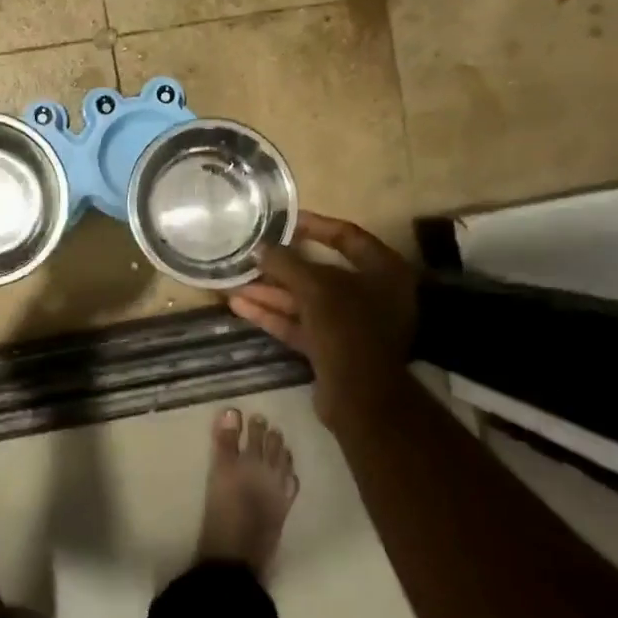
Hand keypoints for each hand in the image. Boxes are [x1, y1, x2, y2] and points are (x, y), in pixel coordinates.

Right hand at [227, 212, 417, 423]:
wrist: (360, 396)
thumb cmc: (347, 328)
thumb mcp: (315, 288)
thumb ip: (287, 264)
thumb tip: (260, 248)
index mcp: (384, 271)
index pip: (347, 236)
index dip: (315, 226)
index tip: (284, 221)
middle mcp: (372, 294)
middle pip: (321, 272)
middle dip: (282, 267)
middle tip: (252, 255)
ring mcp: (351, 324)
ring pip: (306, 301)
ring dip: (270, 292)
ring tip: (234, 282)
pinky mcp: (332, 347)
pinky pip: (300, 324)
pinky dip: (273, 315)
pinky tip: (240, 306)